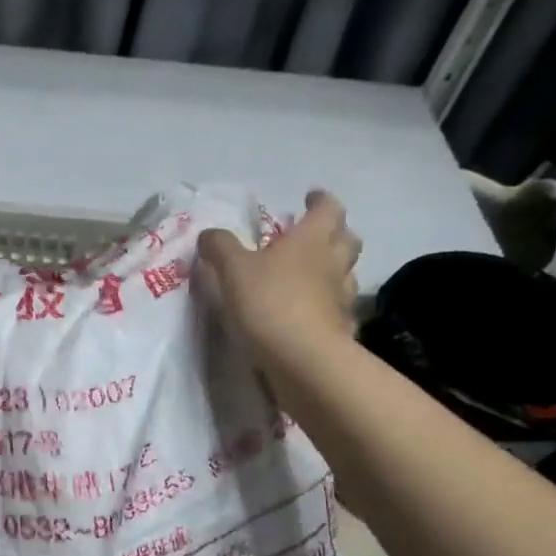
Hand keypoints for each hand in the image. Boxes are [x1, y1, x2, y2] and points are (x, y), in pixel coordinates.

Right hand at [197, 190, 361, 384]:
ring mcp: (342, 296)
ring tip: (313, 274)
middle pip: (346, 238)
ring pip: (347, 272)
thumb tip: (209, 234)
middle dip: (334, 232)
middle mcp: (334, 262)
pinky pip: (339, 307)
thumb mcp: (232, 270)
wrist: (302, 358)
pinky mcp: (341, 327)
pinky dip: (329, 303)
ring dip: (334, 268)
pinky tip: (314, 312)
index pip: (327, 208)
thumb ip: (220, 248)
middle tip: (314, 235)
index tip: (310, 196)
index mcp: (311, 240)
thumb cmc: (269, 302)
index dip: (319, 200)